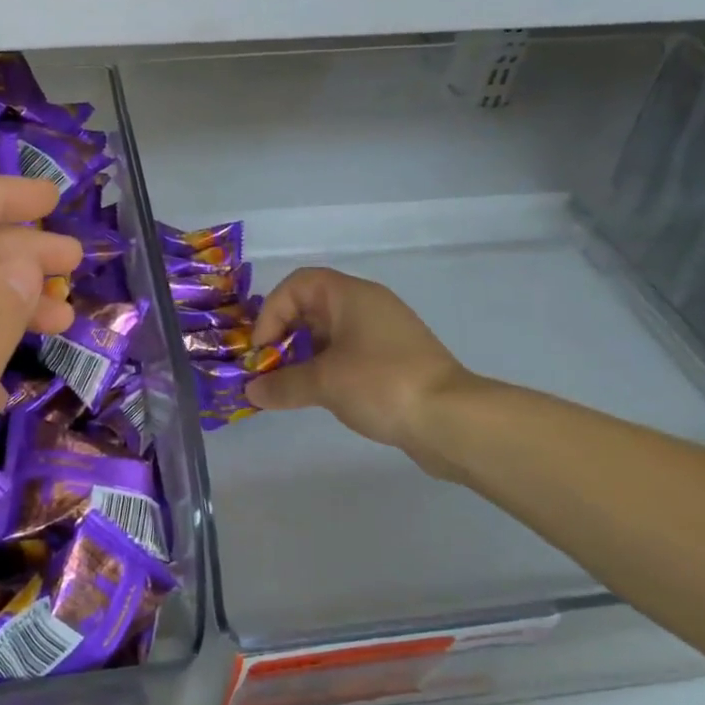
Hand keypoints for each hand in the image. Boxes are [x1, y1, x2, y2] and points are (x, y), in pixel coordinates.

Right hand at [244, 267, 476, 477]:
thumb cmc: (381, 384)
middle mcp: (368, 306)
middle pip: (312, 308)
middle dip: (284, 336)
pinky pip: (349, 354)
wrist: (452, 420)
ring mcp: (384, 334)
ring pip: (330, 334)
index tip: (263, 349)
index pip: (298, 284)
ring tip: (289, 387)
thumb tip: (252, 391)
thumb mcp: (324, 383)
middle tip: (269, 370)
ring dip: (304, 356)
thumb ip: (282, 385)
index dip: (272, 311)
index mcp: (351, 296)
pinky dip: (327, 369)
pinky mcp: (395, 361)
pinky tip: (320, 396)